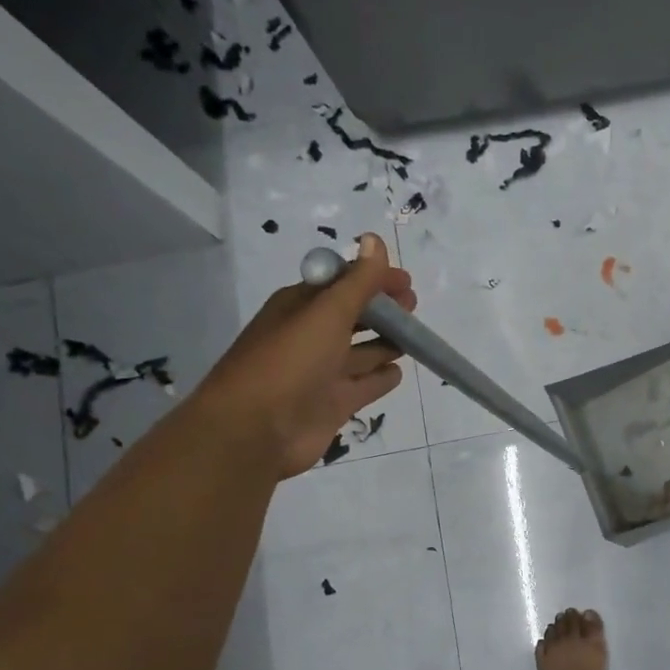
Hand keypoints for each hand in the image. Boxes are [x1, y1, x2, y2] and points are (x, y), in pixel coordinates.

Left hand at [197, 233, 418, 480]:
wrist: (256, 430)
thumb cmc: (289, 362)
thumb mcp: (326, 313)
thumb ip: (358, 281)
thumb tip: (375, 239)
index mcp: (301, 307)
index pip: (342, 284)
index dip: (373, 278)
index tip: (406, 282)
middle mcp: (311, 336)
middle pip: (354, 317)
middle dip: (383, 310)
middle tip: (413, 307)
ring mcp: (323, 373)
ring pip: (362, 352)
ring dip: (385, 342)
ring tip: (414, 337)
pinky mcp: (334, 404)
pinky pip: (364, 385)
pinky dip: (381, 377)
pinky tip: (397, 372)